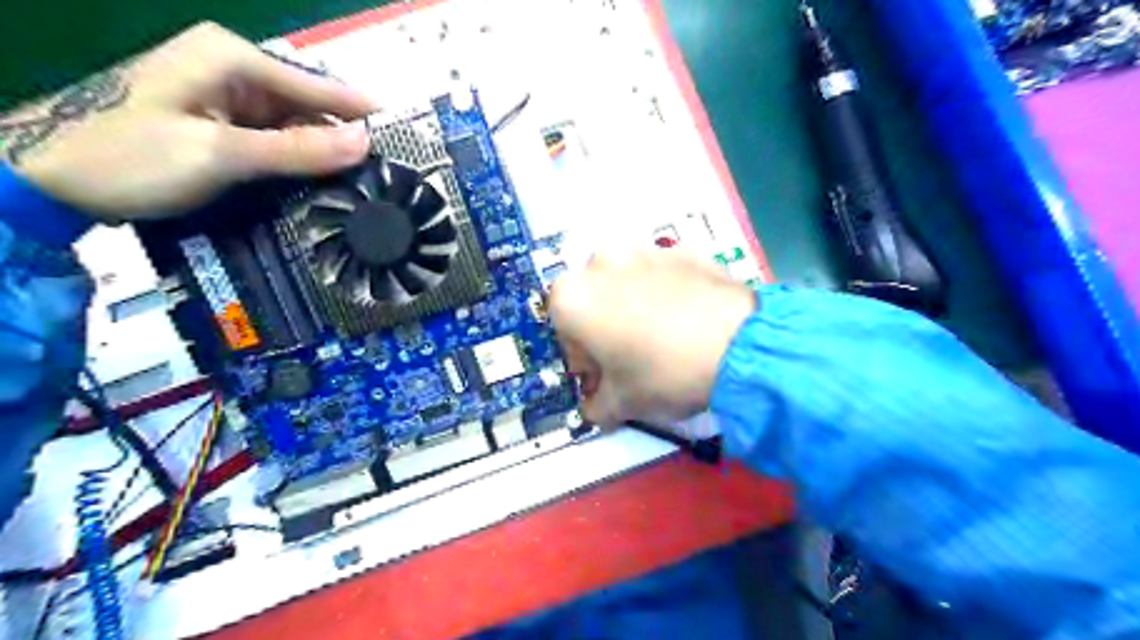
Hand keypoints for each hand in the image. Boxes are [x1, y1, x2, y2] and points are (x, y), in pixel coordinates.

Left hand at [0, 22, 381, 219]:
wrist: (52, 181)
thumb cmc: (133, 158)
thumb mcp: (223, 154)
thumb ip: (298, 150)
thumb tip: (366, 142)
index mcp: (231, 58)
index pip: (315, 85)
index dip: (359, 112)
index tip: (402, 135)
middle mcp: (232, 69)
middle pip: (307, 104)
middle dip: (342, 137)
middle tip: (384, 172)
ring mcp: (225, 96)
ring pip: (294, 124)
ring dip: (321, 153)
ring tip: (363, 183)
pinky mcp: (220, 123)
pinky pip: (274, 138)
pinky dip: (297, 160)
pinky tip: (319, 183)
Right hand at [550, 253, 753, 427]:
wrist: (738, 345)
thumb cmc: (662, 373)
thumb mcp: (622, 404)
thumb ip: (596, 408)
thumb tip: (594, 409)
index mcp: (572, 299)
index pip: (563, 333)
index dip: (584, 359)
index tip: (605, 377)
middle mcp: (599, 265)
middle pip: (593, 302)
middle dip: (605, 328)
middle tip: (633, 357)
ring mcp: (643, 251)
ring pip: (626, 284)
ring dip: (634, 306)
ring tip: (665, 336)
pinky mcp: (681, 249)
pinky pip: (663, 275)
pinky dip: (667, 292)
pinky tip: (689, 319)